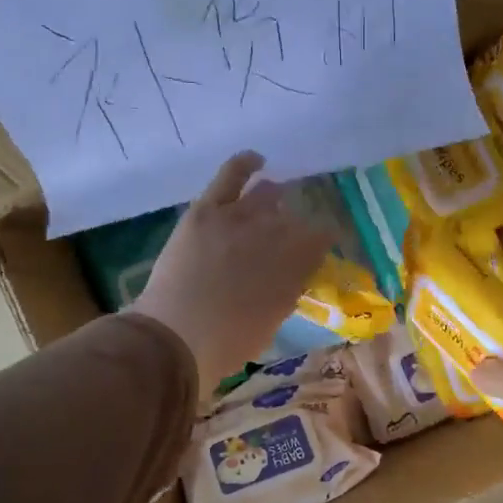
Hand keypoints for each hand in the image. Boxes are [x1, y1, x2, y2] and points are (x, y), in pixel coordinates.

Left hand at [131, 152, 332, 396]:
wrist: (179, 336)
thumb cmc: (228, 343)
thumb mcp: (272, 321)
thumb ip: (285, 291)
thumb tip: (287, 276)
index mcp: (297, 267)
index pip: (322, 239)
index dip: (323, 239)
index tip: (319, 246)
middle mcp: (278, 236)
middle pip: (295, 217)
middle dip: (296, 223)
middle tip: (289, 231)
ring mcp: (243, 218)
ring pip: (267, 194)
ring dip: (273, 198)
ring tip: (275, 197)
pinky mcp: (209, 210)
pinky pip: (232, 175)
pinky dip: (246, 163)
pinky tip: (256, 159)